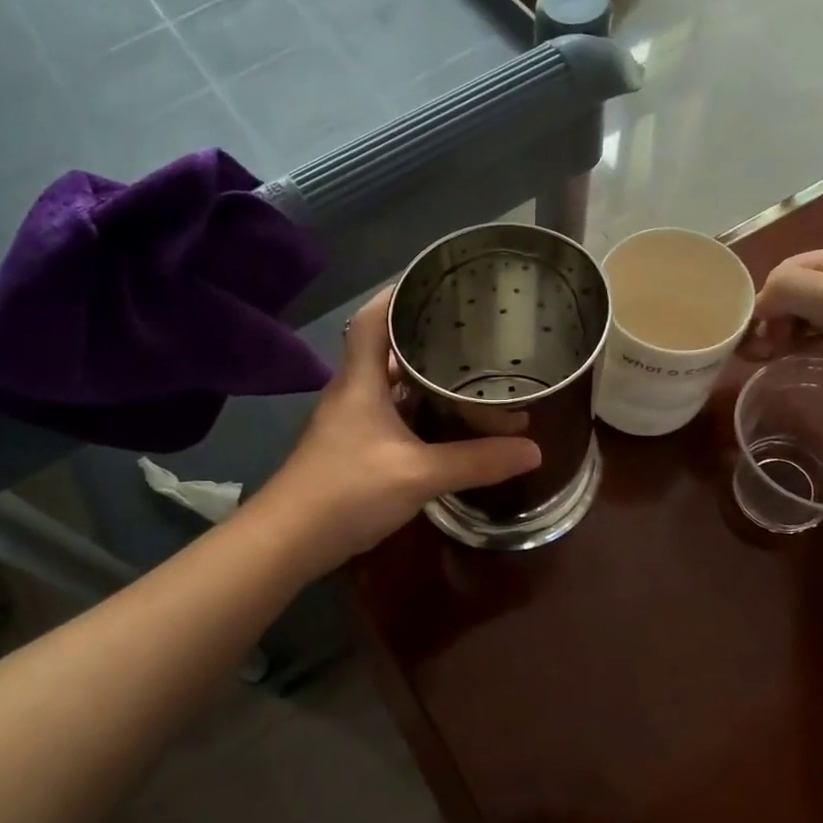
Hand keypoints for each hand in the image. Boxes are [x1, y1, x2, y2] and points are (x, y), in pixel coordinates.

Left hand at [254, 288, 541, 570]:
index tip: (434, 281)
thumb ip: (476, 461)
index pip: (371, 318)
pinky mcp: (350, 450)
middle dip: (421, 335)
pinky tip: (442, 422)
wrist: (288, 541)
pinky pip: (387, 415)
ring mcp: (348, 423)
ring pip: (387, 385)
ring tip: (464, 368)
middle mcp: (351, 393)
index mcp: (360, 381)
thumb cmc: (348, 491)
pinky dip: (414, 411)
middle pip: (383, 349)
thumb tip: (533, 449)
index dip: (397, 293)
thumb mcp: (419, 475)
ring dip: (419, 376)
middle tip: (468, 329)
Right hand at [745, 244, 822, 395]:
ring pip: (803, 321)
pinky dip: (801, 350)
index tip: (754, 332)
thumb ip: (791, 289)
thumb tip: (757, 305)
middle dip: (770, 320)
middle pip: (793, 296)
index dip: (764, 298)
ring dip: (782, 337)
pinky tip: (793, 362)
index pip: (787, 271)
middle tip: (760, 351)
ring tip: (770, 359)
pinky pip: (819, 342)